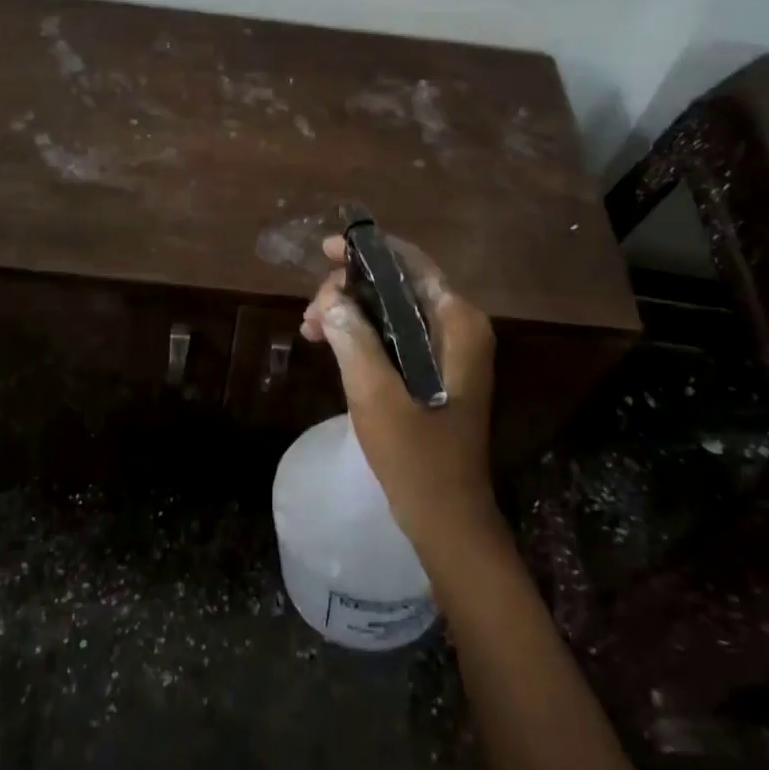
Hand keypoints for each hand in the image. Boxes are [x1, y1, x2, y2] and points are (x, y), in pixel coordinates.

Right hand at [300, 234, 500, 562]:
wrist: (447, 519)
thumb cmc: (416, 457)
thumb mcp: (375, 394)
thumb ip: (353, 338)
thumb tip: (331, 299)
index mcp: (457, 323)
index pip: (411, 263)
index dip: (367, 250)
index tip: (325, 252)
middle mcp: (459, 327)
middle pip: (399, 284)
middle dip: (351, 289)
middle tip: (311, 311)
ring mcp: (449, 350)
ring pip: (393, 309)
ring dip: (351, 312)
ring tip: (309, 329)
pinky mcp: (436, 372)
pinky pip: (395, 334)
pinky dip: (362, 334)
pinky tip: (329, 343)